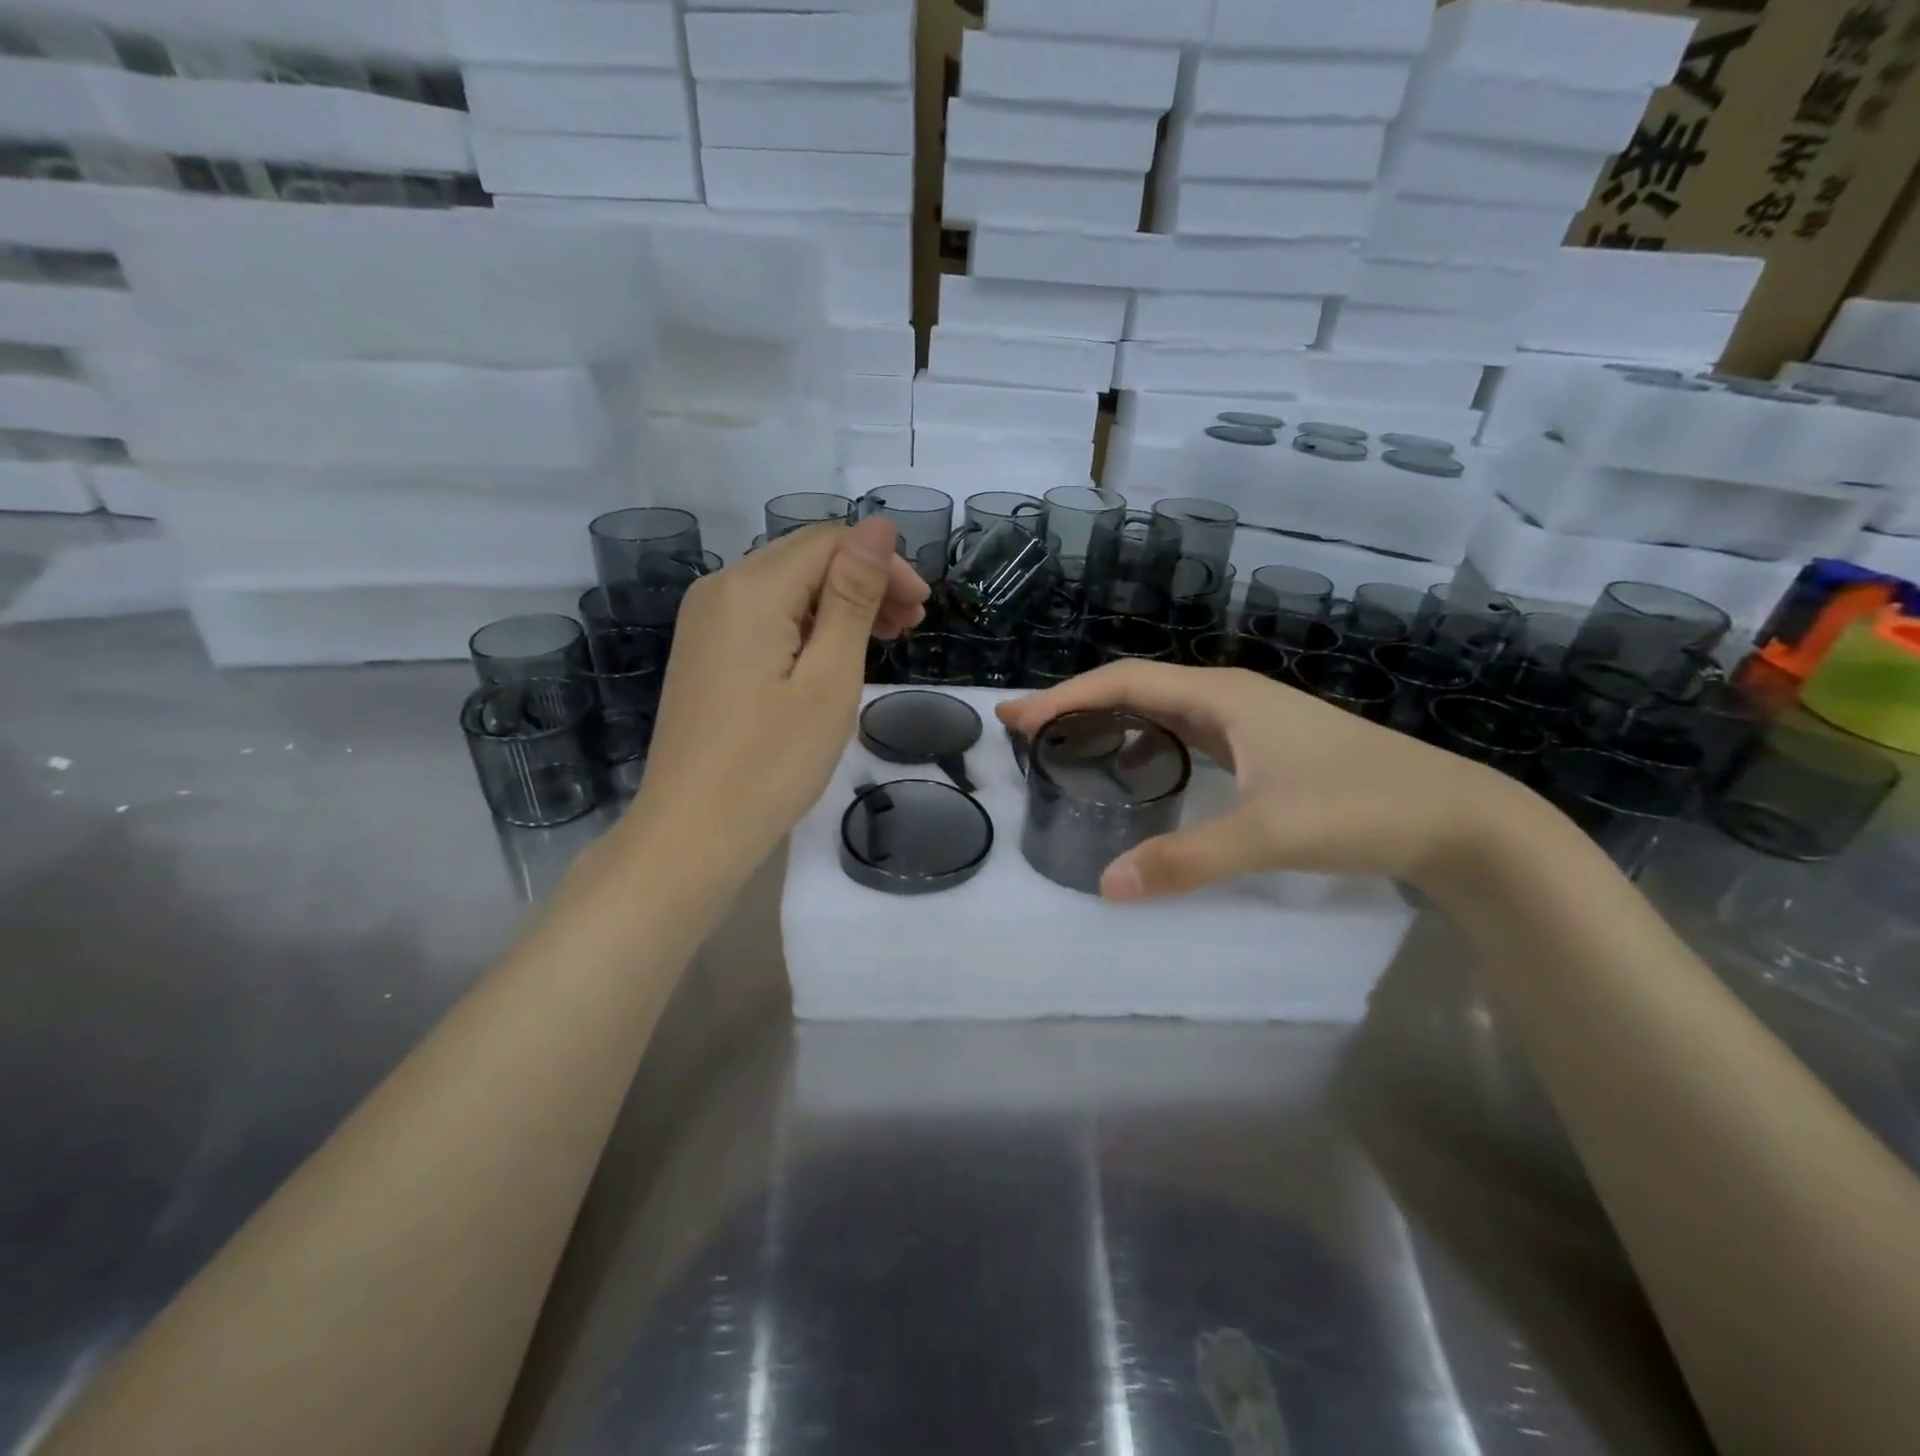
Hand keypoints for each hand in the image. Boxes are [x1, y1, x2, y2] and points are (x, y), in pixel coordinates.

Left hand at [629, 518, 928, 869]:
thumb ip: (853, 596)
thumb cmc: (773, 762)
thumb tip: (878, 526)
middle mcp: (719, 588)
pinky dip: (806, 626)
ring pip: (786, 587)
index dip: (883, 564)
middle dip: (864, 582)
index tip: (923, 608)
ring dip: (839, 604)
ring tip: (885, 642)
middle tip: (911, 627)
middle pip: (805, 559)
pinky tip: (833, 656)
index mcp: (751, 588)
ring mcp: (704, 620)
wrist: (692, 832)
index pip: (829, 542)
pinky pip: (763, 616)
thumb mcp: (830, 677)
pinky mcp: (703, 651)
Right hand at [996, 660, 1533, 899]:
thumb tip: (1106, 886)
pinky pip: (1186, 733)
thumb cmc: (1362, 807)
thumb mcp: (1269, 833)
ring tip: (1068, 746)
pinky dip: (1147, 742)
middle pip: (1136, 688)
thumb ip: (1186, 859)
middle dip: (1077, 705)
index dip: (1064, 696)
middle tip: (1027, 732)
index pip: (1123, 683)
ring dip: (1111, 721)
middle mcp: (1230, 696)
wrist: (1458, 817)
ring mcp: (1250, 720)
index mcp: (1223, 695)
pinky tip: (1140, 769)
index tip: (1015, 716)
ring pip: (1162, 710)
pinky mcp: (1264, 746)